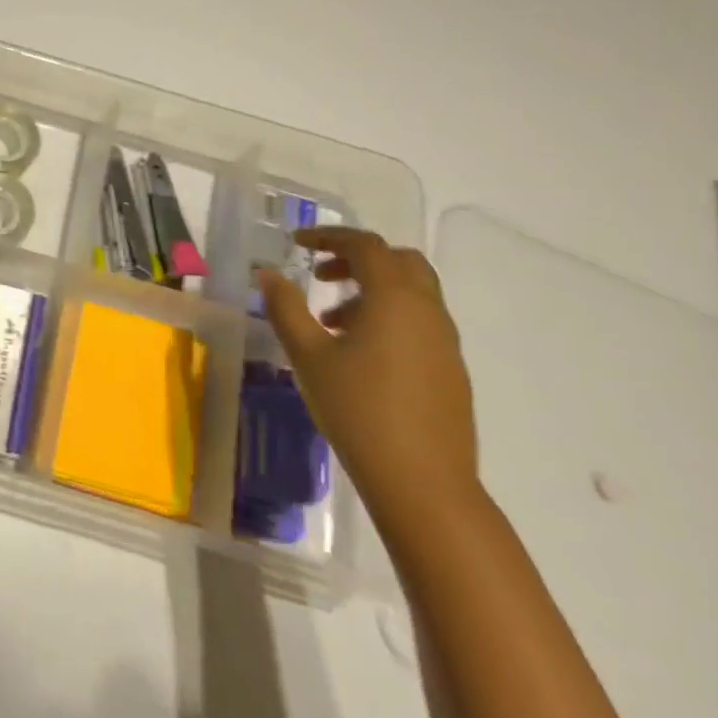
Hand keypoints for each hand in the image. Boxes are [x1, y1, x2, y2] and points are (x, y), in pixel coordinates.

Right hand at [255, 228, 478, 529]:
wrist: (422, 479)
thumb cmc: (357, 408)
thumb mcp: (308, 355)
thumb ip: (286, 308)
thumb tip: (268, 273)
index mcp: (395, 298)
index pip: (366, 246)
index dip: (329, 237)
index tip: (297, 243)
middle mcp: (428, 310)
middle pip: (399, 261)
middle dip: (357, 259)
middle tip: (319, 276)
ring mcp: (445, 340)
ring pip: (412, 292)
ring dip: (371, 290)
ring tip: (329, 321)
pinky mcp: (449, 368)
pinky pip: (418, 321)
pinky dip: (387, 316)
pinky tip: (357, 352)